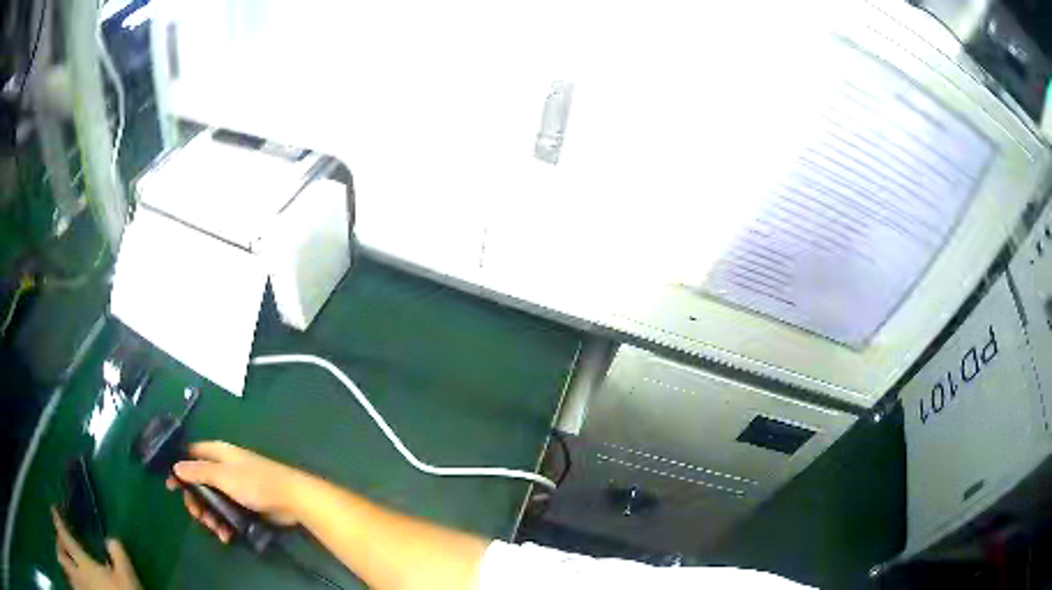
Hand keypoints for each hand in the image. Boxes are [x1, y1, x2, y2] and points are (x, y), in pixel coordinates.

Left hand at [52, 508, 140, 589]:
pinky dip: (73, 575)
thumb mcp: (128, 580)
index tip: (55, 510)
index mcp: (84, 564)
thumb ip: (119, 557)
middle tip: (60, 540)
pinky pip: (76, 580)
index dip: (58, 519)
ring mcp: (84, 587)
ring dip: (63, 558)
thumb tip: (111, 541)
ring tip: (64, 556)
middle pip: (61, 551)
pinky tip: (74, 576)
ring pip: (67, 565)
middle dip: (58, 543)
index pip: (64, 534)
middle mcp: (78, 573)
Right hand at [165, 441, 305, 542]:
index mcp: (218, 453)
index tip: (171, 487)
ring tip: (216, 529)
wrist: (292, 500)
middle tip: (198, 516)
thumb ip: (199, 471)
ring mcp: (234, 488)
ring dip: (210, 517)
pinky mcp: (245, 505)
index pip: (191, 455)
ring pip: (212, 502)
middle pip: (199, 483)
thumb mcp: (224, 476)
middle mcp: (224, 468)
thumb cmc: (256, 483)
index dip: (179, 469)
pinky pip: (227, 513)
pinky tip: (226, 535)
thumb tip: (176, 466)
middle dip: (196, 501)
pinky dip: (224, 524)